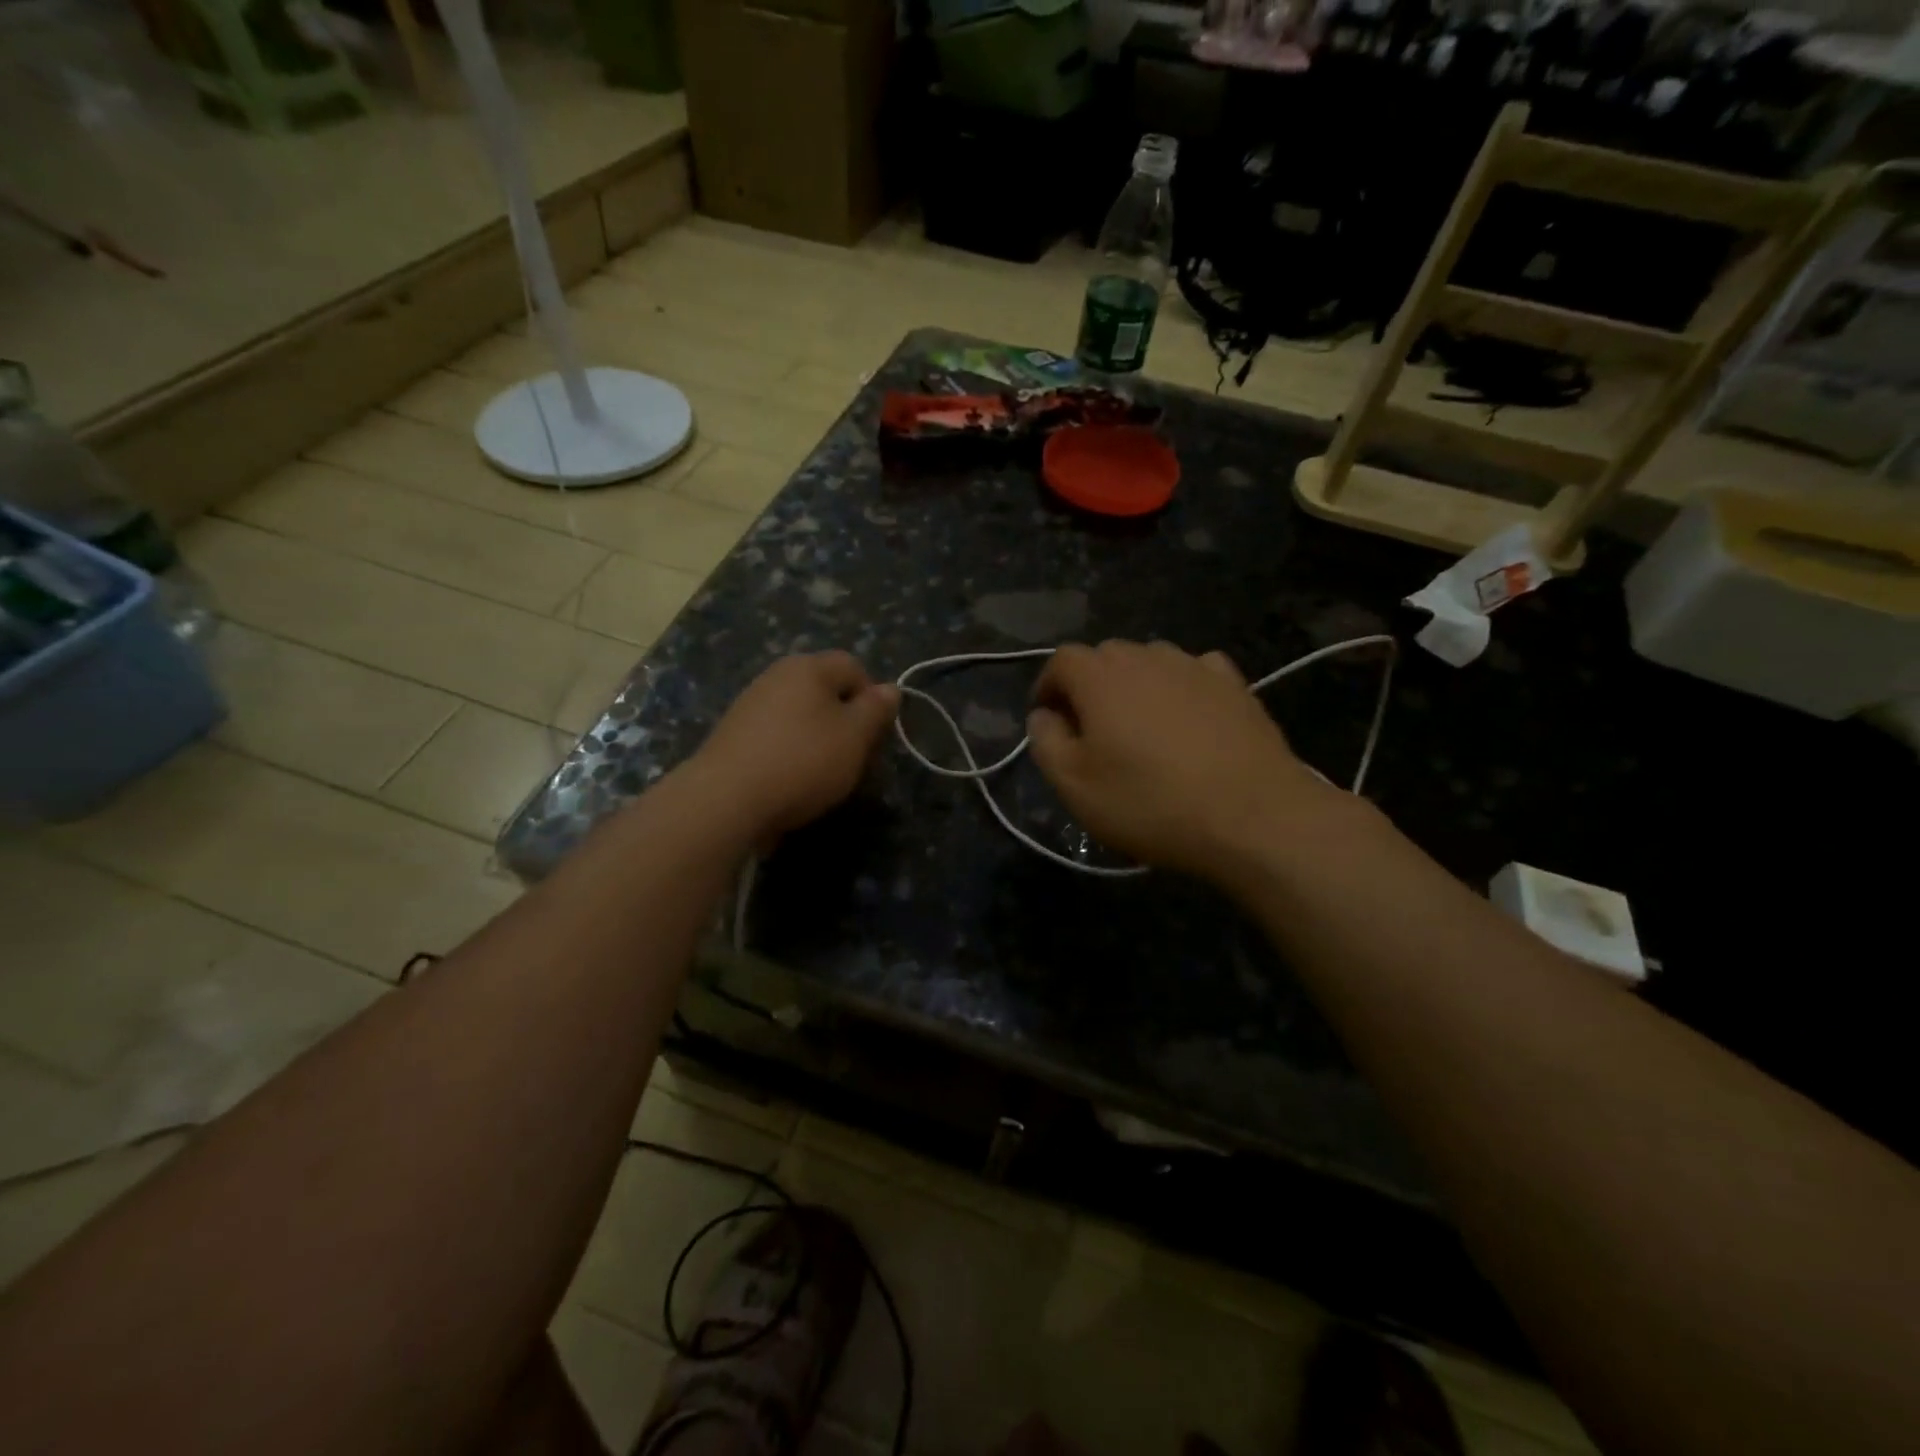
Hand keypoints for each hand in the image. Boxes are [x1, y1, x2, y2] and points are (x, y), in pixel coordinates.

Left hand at [692, 652, 899, 841]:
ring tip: (822, 775)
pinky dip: (789, 753)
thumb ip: (876, 710)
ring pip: (800, 715)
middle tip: (853, 757)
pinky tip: (790, 782)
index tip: (875, 734)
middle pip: (825, 690)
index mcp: (808, 667)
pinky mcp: (733, 735)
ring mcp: (750, 704)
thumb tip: (890, 688)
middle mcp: (776, 676)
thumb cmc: (803, 760)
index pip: (853, 666)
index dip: (872, 697)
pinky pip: (775, 736)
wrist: (726, 799)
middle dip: (845, 720)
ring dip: (817, 739)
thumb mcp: (855, 736)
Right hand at [1026, 640, 1347, 880]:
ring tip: (1140, 725)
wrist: (1252, 816)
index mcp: (1101, 676)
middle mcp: (1146, 657)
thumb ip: (1046, 742)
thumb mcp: (1075, 786)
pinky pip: (1194, 671)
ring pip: (1150, 660)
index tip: (1049, 719)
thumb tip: (1044, 715)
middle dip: (1088, 685)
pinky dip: (1179, 686)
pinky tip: (1186, 717)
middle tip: (1090, 730)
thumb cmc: (1150, 802)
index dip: (1048, 686)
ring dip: (1135, 684)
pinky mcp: (1235, 684)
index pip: (1061, 660)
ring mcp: (1195, 666)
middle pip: (1105, 656)